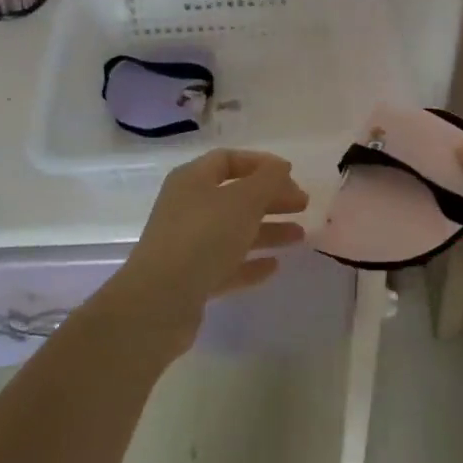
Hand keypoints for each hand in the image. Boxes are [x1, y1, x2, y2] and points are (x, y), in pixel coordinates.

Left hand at [107, 149, 308, 339]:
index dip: (261, 164)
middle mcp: (188, 207)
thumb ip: (268, 180)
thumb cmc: (203, 237)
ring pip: (234, 231)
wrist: (159, 303)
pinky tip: (275, 266)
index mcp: (193, 180)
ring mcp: (188, 245)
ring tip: (300, 236)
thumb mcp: (243, 200)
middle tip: (303, 205)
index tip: (291, 175)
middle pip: (235, 196)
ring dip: (268, 231)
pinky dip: (251, 262)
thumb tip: (280, 168)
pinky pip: (228, 264)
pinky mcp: (191, 279)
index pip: (229, 160)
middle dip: (271, 198)